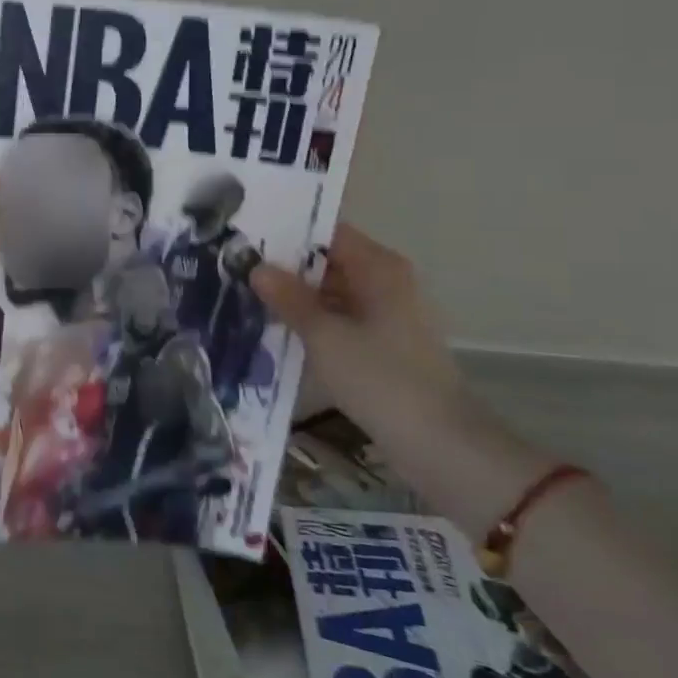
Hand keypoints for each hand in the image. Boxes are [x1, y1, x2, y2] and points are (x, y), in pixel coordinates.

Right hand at [250, 223, 465, 426]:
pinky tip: (278, 332)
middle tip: (237, 272)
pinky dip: (313, 323)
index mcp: (379, 267)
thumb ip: (289, 298)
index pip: (327, 233)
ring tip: (247, 300)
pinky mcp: (384, 345)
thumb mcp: (324, 337)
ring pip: (332, 294)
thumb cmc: (381, 379)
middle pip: (329, 262)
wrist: (440, 445)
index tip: (246, 241)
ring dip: (296, 299)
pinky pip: (341, 320)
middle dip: (286, 269)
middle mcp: (387, 282)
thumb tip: (256, 267)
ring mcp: (388, 315)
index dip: (287, 234)